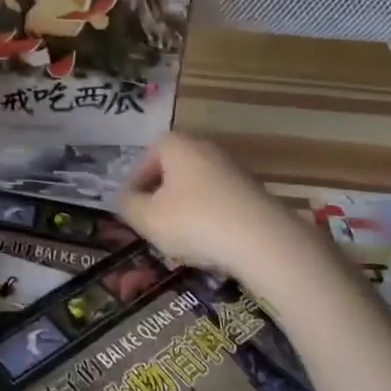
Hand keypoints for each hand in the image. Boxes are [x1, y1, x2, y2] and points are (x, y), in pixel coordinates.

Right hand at [120, 132, 311, 292]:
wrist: (264, 241)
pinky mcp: (254, 193)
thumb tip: (126, 198)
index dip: (138, 176)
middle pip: (176, 167)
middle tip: (153, 219)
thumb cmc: (195, 221)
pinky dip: (210, 217)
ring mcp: (234, 170)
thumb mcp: (148, 218)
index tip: (133, 202)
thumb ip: (128, 205)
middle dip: (162, 192)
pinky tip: (209, 244)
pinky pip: (221, 201)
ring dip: (186, 207)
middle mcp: (206, 149)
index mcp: (178, 146)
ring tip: (179, 237)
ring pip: (198, 185)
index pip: (150, 152)